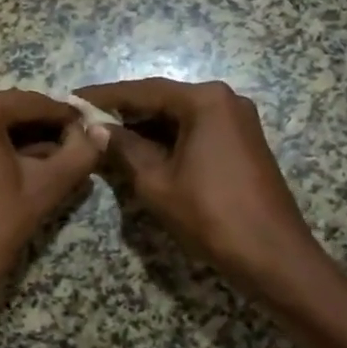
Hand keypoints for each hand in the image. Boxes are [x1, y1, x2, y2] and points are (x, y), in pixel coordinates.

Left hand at [0, 89, 104, 325]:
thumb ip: (79, 154)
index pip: (32, 103)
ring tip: (53, 158)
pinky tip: (22, 163)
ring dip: (21, 137)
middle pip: (10, 110)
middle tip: (74, 145)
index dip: (65, 116)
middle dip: (42, 127)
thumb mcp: (45, 187)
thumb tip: (99, 131)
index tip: (90, 127)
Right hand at [75, 78, 317, 299]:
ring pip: (179, 117)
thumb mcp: (156, 181)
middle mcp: (224, 100)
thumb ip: (123, 148)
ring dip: (145, 127)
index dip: (104, 97)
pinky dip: (168, 139)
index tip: (72, 99)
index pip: (143, 91)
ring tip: (105, 137)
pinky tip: (141, 151)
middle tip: (85, 121)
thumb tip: (95, 128)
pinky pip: (196, 130)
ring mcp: (237, 120)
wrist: (273, 256)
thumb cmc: (210, 215)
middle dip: (124, 112)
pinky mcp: (242, 142)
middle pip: (162, 100)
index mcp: (204, 100)